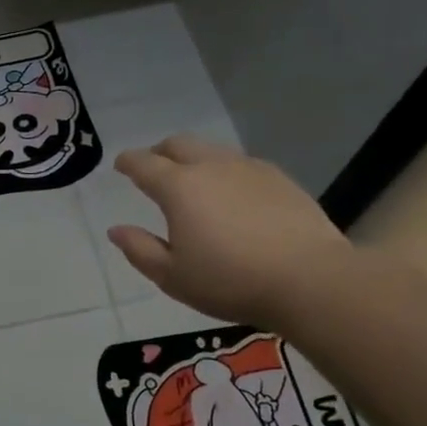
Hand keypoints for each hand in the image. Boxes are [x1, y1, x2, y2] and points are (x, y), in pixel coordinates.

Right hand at [108, 135, 353, 329]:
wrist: (310, 279)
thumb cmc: (231, 281)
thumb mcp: (173, 276)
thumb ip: (140, 250)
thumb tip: (116, 230)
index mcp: (178, 187)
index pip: (143, 163)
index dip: (128, 162)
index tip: (120, 165)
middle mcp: (211, 167)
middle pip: (178, 144)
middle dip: (160, 151)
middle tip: (153, 167)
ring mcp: (249, 168)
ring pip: (212, 151)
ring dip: (194, 159)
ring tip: (194, 181)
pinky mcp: (279, 178)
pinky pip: (242, 164)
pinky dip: (226, 171)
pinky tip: (233, 194)